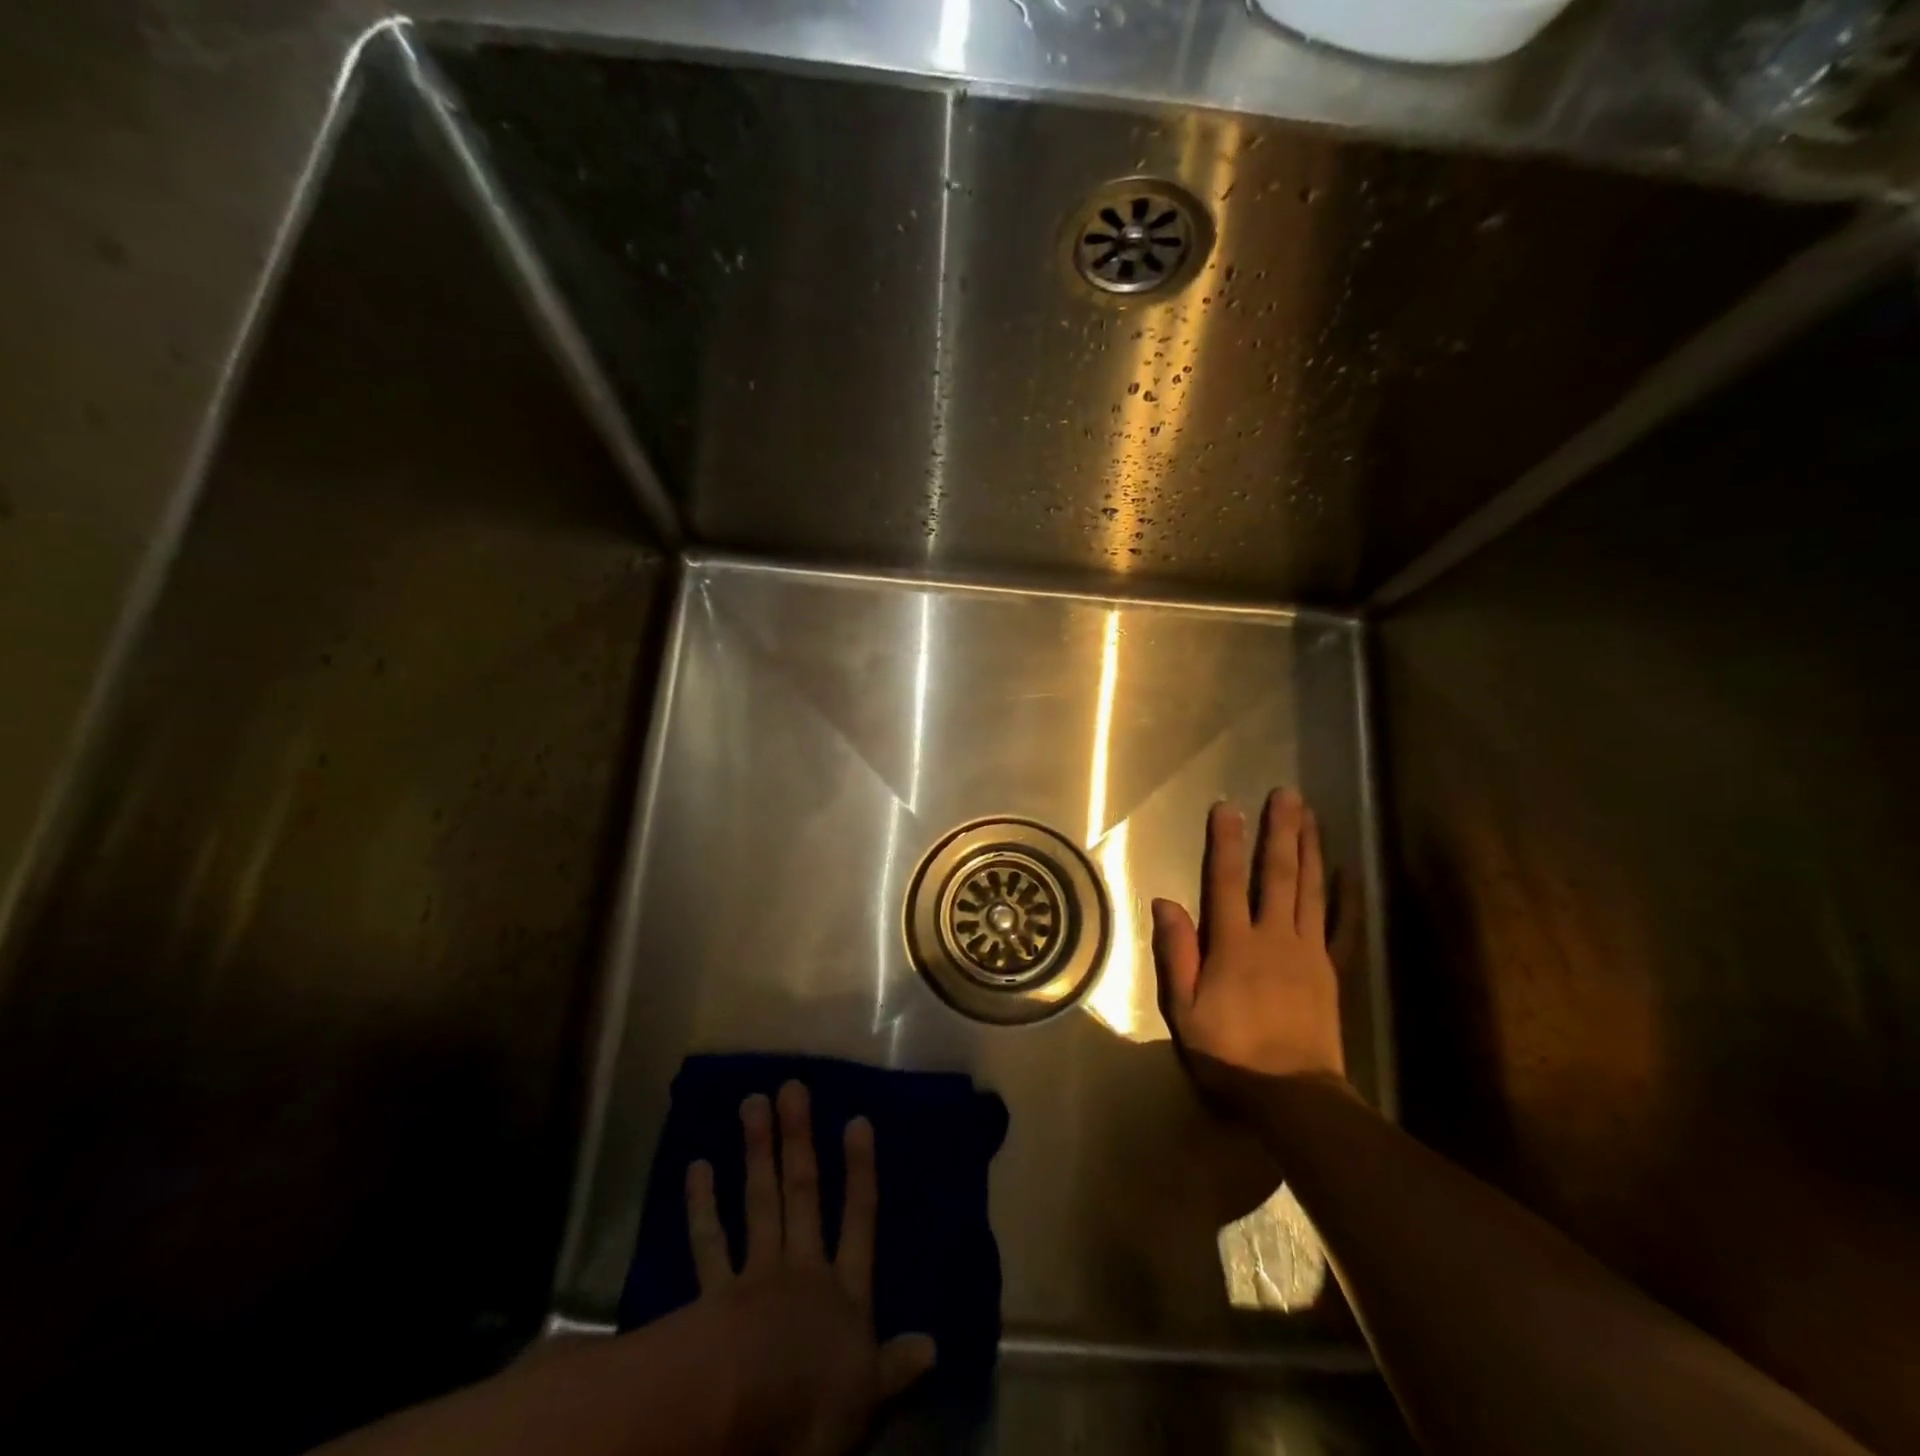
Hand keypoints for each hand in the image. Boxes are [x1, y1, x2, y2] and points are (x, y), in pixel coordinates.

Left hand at [686, 1082, 934, 1455]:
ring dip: (756, 1152)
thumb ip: (896, 1367)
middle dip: (798, 1140)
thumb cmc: (811, 1407)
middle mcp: (801, 1270)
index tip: (856, 1121)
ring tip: (751, 1102)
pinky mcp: (714, 1297)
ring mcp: (755, 1276)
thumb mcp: (866, 1397)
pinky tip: (698, 1166)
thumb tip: (934, 1346)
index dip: (860, 1172)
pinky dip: (703, 1206)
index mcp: (842, 1292)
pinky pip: (709, 1243)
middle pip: (801, 1194)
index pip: (859, 1220)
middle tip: (791, 1087)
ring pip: (759, 1203)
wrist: (741, 1419)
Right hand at [1151, 789, 1347, 1103]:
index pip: (1227, 882)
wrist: (1292, 1095)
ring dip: (1309, 849)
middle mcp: (1274, 937)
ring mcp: (1309, 952)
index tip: (1227, 807)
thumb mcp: (1184, 1009)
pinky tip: (1347, 871)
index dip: (1226, 843)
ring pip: (1310, 889)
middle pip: (1278, 875)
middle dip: (1280, 831)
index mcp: (1234, 945)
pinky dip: (1346, 897)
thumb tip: (1165, 902)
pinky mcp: (1331, 970)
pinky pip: (1342, 927)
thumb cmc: (1228, 1053)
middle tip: (1286, 794)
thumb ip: (1176, 953)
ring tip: (1311, 815)